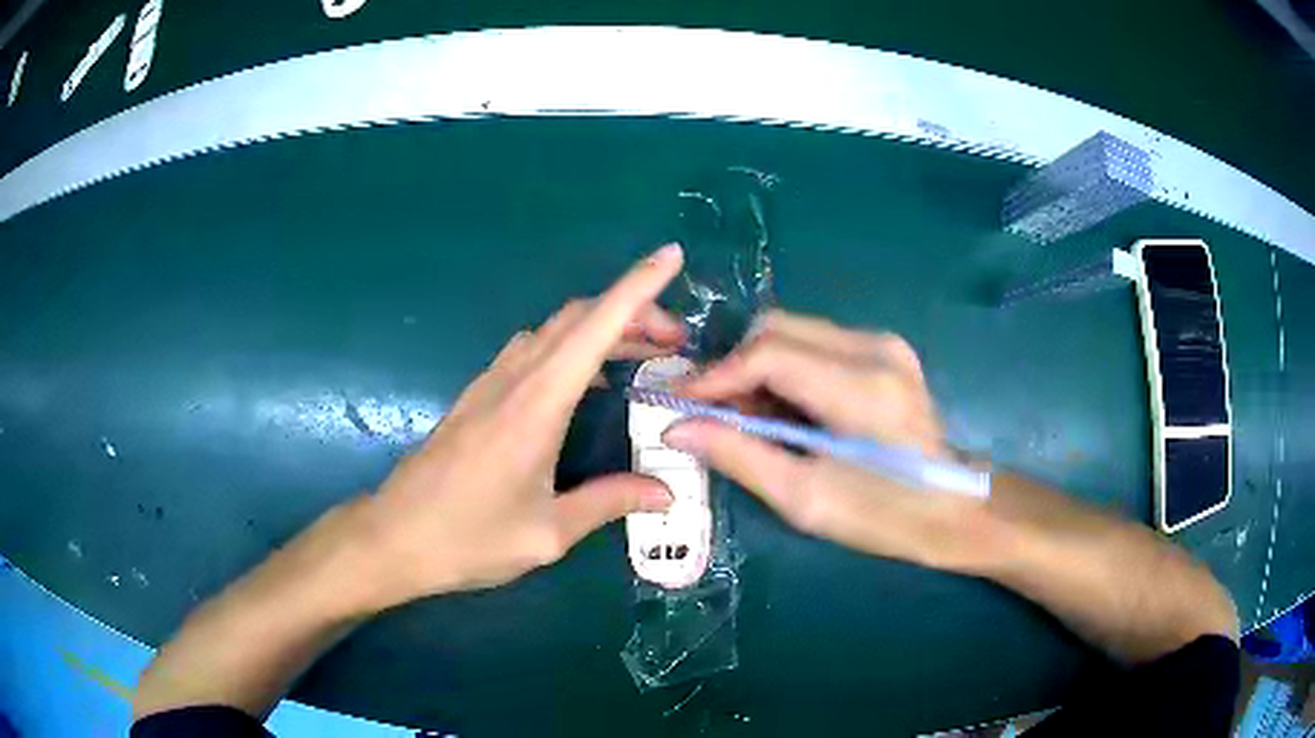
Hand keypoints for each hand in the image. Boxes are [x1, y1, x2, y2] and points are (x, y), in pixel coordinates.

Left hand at [344, 245, 686, 608]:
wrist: (395, 537)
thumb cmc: (469, 538)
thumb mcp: (547, 532)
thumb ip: (608, 503)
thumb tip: (665, 491)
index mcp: (536, 404)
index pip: (595, 327)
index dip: (638, 286)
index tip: (671, 255)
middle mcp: (513, 379)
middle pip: (577, 318)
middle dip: (632, 311)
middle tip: (675, 340)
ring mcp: (490, 383)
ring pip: (553, 330)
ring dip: (600, 326)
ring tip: (641, 354)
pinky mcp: (477, 396)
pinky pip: (532, 350)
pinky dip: (570, 346)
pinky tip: (585, 380)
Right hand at [663, 310, 1002, 573]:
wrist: (954, 509)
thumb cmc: (884, 515)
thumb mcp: (806, 498)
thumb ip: (739, 455)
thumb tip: (676, 427)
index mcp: (861, 387)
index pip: (769, 353)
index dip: (716, 375)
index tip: (678, 402)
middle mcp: (874, 348)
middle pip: (777, 329)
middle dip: (734, 367)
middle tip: (710, 413)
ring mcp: (883, 343)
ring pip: (794, 332)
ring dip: (759, 369)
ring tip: (746, 418)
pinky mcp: (885, 350)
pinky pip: (816, 344)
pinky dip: (787, 370)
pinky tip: (783, 411)